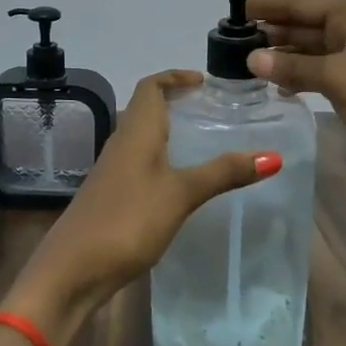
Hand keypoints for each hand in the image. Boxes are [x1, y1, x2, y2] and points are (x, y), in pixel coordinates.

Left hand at [5, 71, 281, 336]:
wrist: (72, 270)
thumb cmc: (127, 220)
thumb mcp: (181, 194)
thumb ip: (223, 173)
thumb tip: (272, 155)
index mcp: (135, 131)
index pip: (150, 86)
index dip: (174, 76)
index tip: (204, 81)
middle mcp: (121, 144)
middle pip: (146, 109)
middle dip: (176, 102)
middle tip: (211, 110)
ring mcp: (113, 171)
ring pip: (142, 138)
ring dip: (169, 131)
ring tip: (203, 142)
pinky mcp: (111, 196)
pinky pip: (139, 164)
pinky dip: (162, 160)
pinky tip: (180, 182)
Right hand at [247, 0, 345, 205]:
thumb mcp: (339, 78)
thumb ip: (294, 66)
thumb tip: (252, 57)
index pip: (303, 4)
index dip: (268, 7)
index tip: (234, 11)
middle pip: (307, 26)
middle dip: (272, 33)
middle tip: (230, 43)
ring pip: (313, 51)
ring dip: (283, 56)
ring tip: (243, 64)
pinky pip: (323, 73)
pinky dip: (300, 76)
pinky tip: (276, 84)